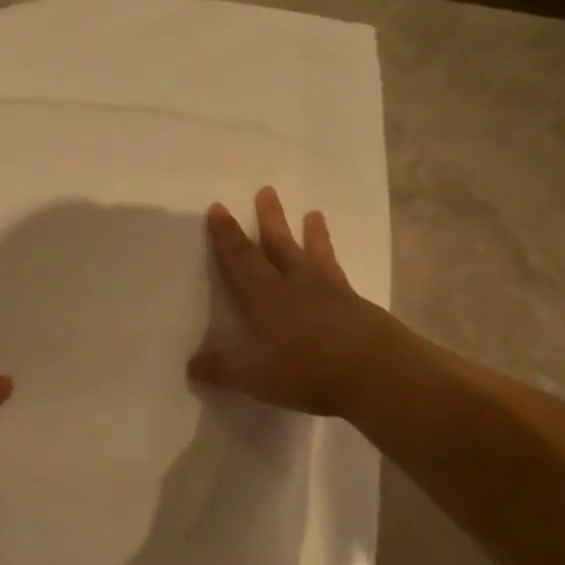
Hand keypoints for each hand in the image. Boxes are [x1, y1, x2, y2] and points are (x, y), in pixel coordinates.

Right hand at [188, 186, 390, 417]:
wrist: (372, 371)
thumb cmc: (302, 368)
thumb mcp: (251, 375)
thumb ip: (221, 368)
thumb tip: (192, 365)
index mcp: (265, 295)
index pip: (241, 258)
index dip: (227, 235)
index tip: (218, 208)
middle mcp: (296, 284)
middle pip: (279, 244)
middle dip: (270, 218)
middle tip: (267, 190)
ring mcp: (330, 292)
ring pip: (315, 254)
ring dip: (312, 233)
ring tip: (314, 213)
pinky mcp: (356, 306)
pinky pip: (340, 276)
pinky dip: (335, 266)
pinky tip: (336, 267)